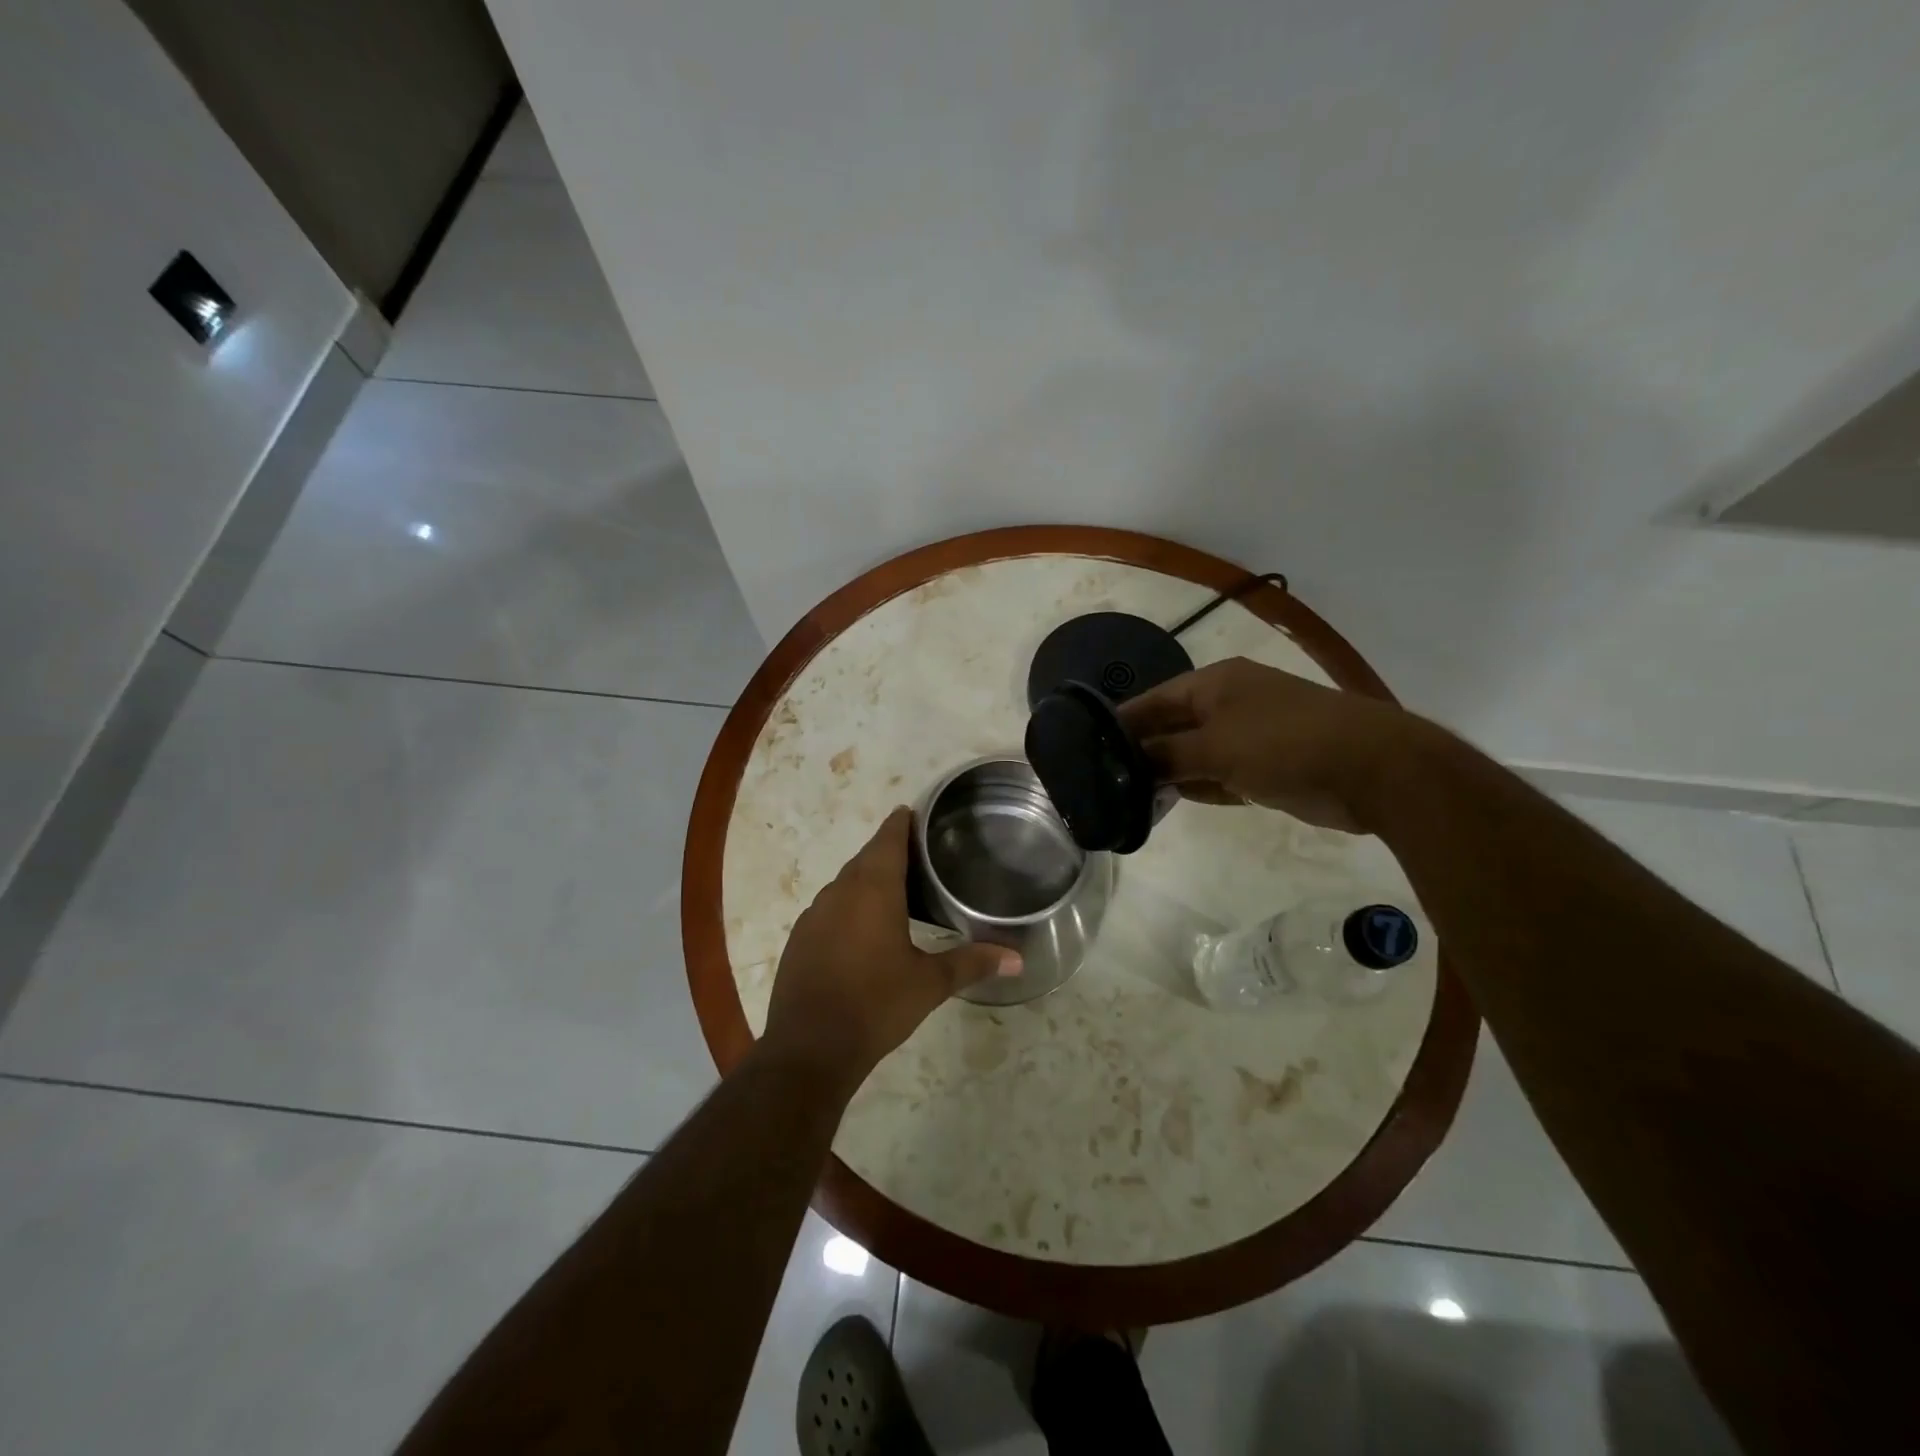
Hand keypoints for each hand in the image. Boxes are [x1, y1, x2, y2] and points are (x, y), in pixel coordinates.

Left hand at [763, 808, 1019, 1084]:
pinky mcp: (800, 938)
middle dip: (888, 850)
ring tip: (895, 889)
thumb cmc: (876, 1005)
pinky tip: (862, 928)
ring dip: (867, 878)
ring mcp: (814, 914)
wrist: (810, 1048)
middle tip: (918, 853)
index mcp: (873, 889)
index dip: (902, 823)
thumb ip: (972, 963)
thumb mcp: (930, 984)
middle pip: (866, 857)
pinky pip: (829, 907)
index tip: (915, 813)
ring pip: (845, 882)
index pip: (888, 838)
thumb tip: (1017, 959)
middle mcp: (840, 891)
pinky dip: (848, 905)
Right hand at [1117, 657, 1421, 832]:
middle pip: (1171, 727)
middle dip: (1142, 752)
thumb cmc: (1286, 744)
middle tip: (1103, 780)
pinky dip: (1198, 787)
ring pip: (1193, 754)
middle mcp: (1228, 703)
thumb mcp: (1216, 748)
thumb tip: (1128, 763)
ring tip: (1126, 797)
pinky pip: (1218, 774)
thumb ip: (1167, 756)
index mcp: (1214, 684)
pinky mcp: (1265, 766)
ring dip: (1168, 773)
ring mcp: (1248, 735)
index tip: (1086, 747)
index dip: (1120, 723)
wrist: (1373, 770)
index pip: (1153, 700)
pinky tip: (1169, 803)